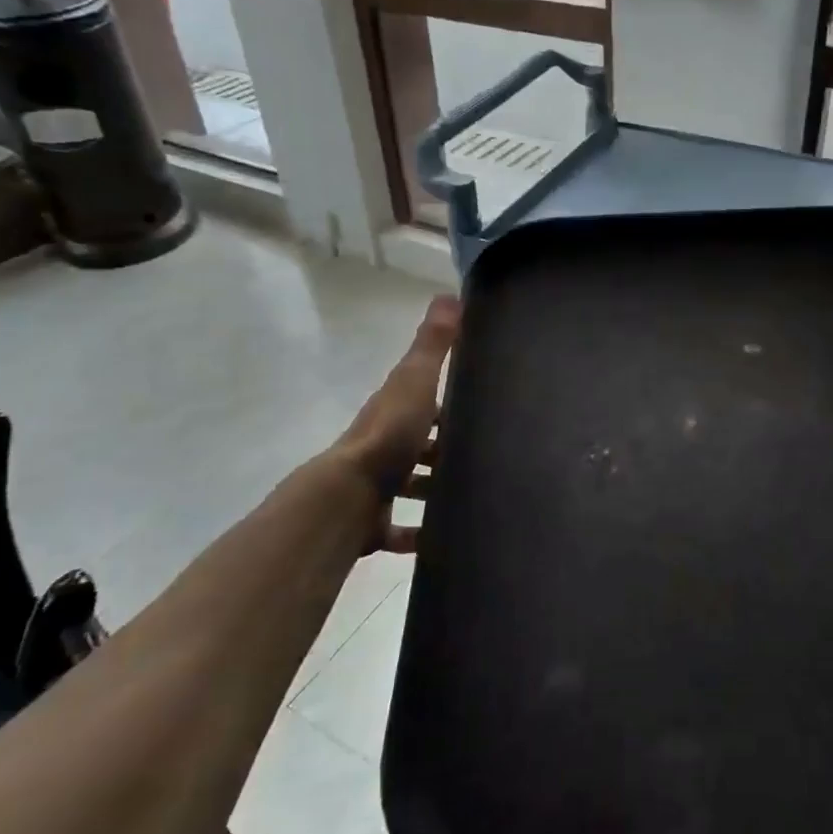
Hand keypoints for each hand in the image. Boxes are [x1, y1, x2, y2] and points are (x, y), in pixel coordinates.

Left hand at [335, 295, 460, 552]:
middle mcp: (384, 446)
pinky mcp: (376, 522)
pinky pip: (401, 530)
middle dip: (443, 450)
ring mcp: (378, 486)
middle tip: (483, 456)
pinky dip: (420, 535)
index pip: (420, 401)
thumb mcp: (415, 380)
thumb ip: (433, 344)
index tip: (477, 406)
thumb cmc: (388, 434)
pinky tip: (444, 539)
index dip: (443, 402)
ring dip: (433, 490)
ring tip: (472, 495)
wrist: (349, 496)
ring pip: (410, 485)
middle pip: (418, 445)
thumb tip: (449, 295)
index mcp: (393, 411)